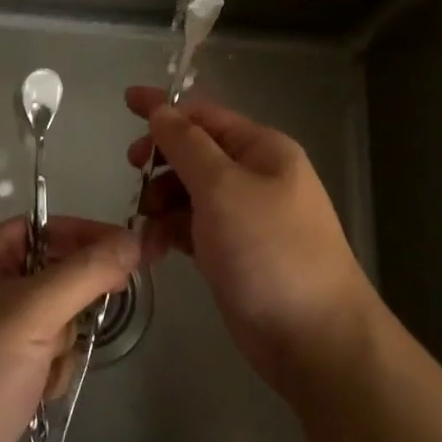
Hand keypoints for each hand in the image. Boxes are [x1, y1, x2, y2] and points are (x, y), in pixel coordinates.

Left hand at [0, 215, 138, 441]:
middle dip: (68, 306)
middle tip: (73, 329)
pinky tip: (38, 394)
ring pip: (53, 316)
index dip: (85, 237)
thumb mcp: (32, 316)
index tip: (129, 254)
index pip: (42, 229)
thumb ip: (86, 273)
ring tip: (44, 372)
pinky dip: (50, 370)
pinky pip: (42, 350)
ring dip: (61, 344)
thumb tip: (134, 240)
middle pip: (51, 274)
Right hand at [125, 86, 378, 397]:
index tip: (126, 101)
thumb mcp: (223, 188)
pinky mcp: (234, 253)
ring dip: (161, 202)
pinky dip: (171, 232)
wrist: (315, 339)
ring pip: (190, 192)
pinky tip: (152, 250)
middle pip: (196, 152)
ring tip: (144, 226)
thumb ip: (187, 145)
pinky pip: (193, 228)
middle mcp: (255, 176)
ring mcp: (246, 216)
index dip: (165, 108)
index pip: (205, 115)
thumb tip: (162, 110)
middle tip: (133, 173)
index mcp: (262, 149)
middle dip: (162, 160)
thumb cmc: (269, 251)